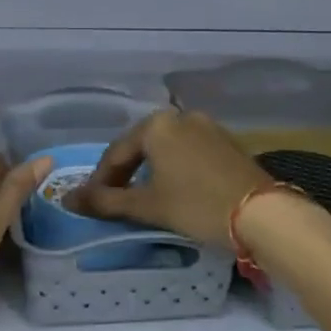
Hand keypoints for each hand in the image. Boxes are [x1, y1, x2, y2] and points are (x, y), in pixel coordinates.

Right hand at [77, 109, 267, 248]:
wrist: (263, 213)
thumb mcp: (147, 206)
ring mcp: (207, 126)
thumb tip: (67, 200)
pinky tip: (176, 190)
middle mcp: (180, 116)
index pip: (116, 152)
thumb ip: (106, 201)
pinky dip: (175, 169)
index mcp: (156, 124)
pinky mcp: (226, 142)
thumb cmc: (196, 205)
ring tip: (144, 197)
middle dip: (126, 173)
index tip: (91, 203)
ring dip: (151, 171)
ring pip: (166, 148)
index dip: (100, 180)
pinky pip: (189, 152)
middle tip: (115, 200)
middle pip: (141, 146)